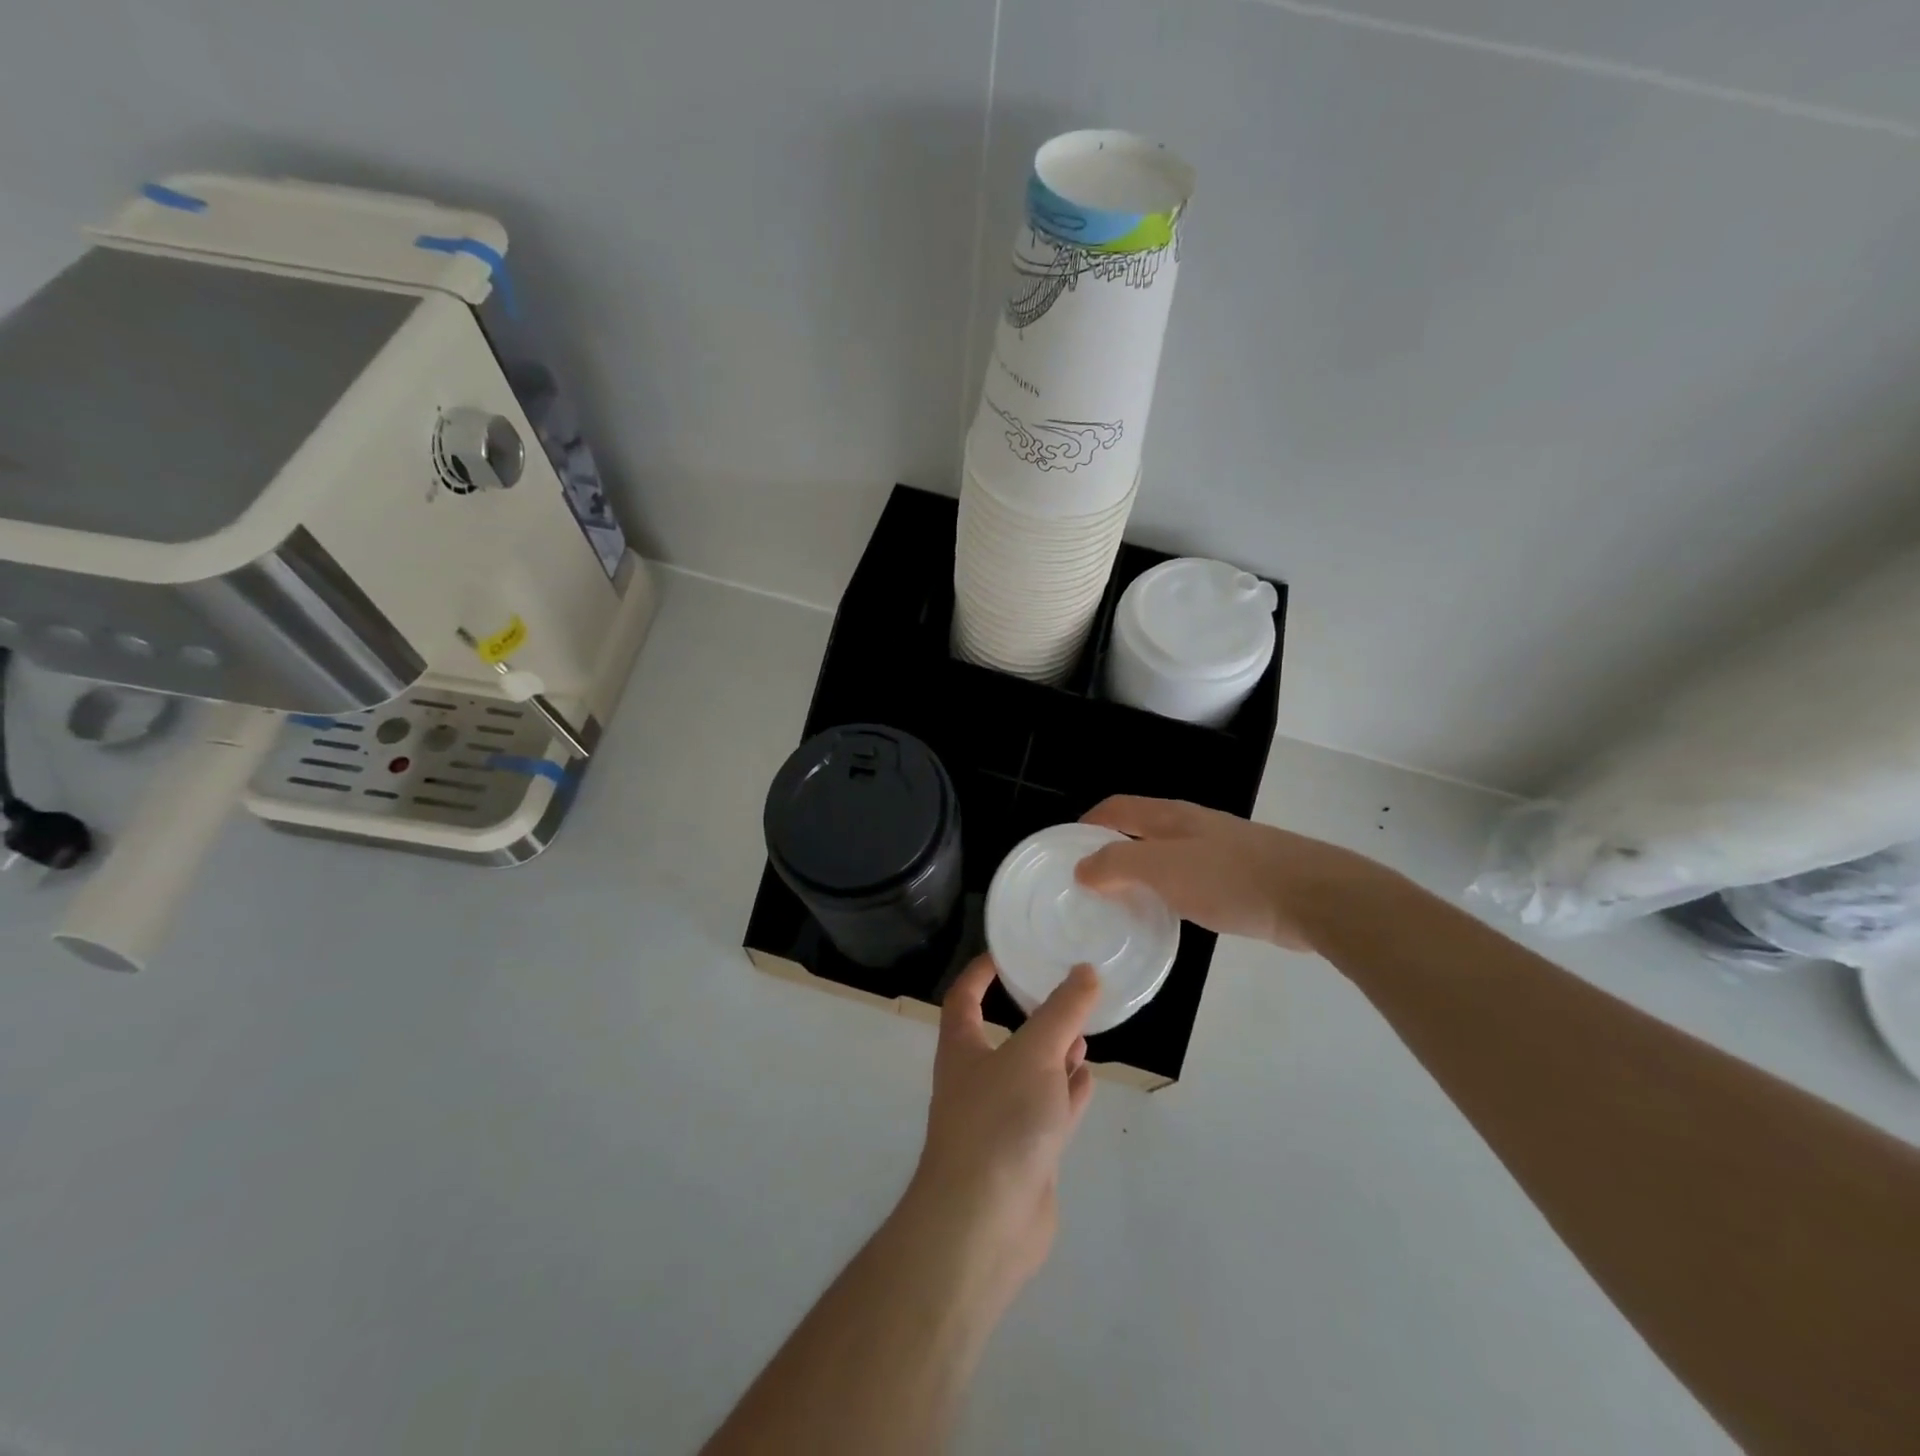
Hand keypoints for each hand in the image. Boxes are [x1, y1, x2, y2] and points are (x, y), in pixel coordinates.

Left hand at [901, 954, 1097, 1312]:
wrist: (984, 1224)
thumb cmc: (999, 1121)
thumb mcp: (1034, 1053)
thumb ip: (1062, 1012)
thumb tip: (1085, 970)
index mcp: (962, 1048)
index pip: (964, 996)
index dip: (980, 972)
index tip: (1007, 952)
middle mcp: (976, 1078)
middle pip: (1002, 1035)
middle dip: (1031, 1014)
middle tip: (1065, 992)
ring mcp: (1000, 1118)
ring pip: (1030, 1073)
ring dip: (1054, 1052)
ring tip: (1084, 1030)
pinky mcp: (1025, 1153)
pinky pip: (1048, 1110)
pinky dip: (1067, 1091)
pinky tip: (1087, 1075)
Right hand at [1075, 795, 1384, 951]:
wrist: (1313, 895)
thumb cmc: (1231, 879)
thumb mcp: (1164, 870)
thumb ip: (1118, 866)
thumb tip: (1082, 868)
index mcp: (1171, 817)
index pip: (1118, 808)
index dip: (1089, 822)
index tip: (1066, 848)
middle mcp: (1192, 825)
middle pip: (1140, 827)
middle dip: (1111, 847)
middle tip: (1088, 880)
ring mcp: (1219, 849)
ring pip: (1166, 853)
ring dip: (1140, 870)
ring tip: (1121, 900)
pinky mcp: (1241, 876)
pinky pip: (1190, 876)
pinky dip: (1168, 888)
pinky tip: (1170, 913)